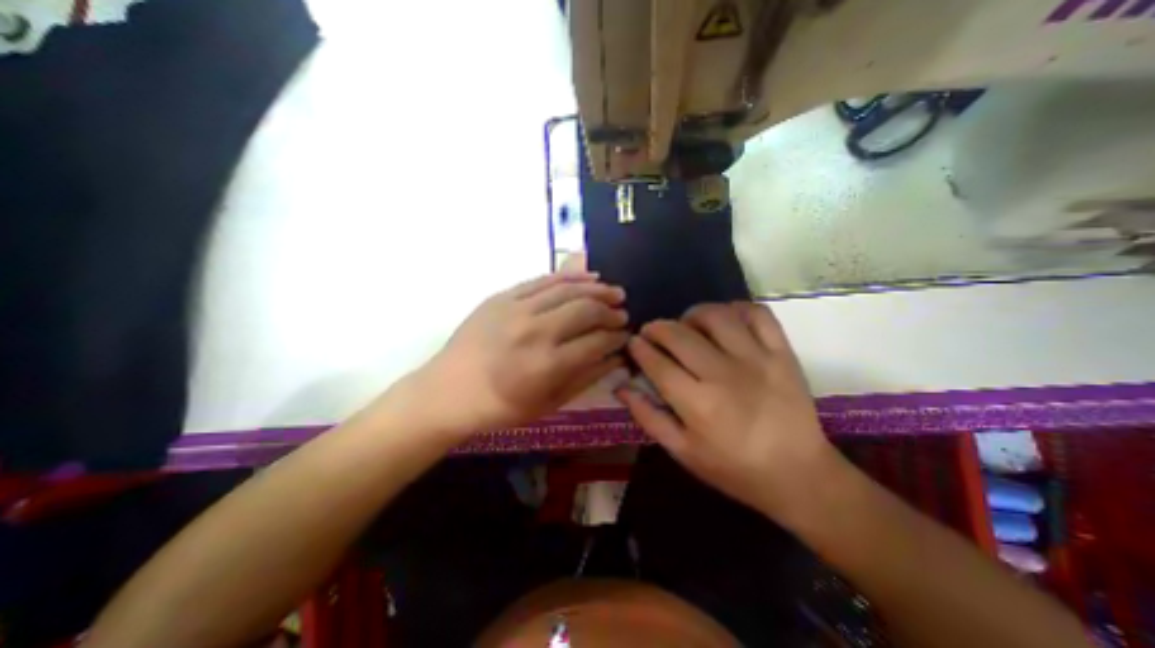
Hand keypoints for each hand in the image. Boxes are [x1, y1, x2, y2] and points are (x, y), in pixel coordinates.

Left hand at [403, 272, 627, 436]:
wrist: (447, 392)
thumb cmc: (500, 407)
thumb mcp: (548, 404)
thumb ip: (586, 378)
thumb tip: (616, 358)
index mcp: (547, 365)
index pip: (596, 342)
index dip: (617, 337)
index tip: (625, 335)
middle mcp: (535, 332)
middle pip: (586, 310)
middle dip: (611, 311)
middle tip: (622, 314)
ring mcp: (516, 309)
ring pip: (567, 289)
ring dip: (596, 289)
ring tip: (614, 292)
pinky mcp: (502, 297)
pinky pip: (542, 280)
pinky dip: (569, 276)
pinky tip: (587, 277)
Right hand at [617, 303, 836, 521]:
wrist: (799, 474)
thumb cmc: (733, 468)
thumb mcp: (682, 452)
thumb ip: (648, 417)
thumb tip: (621, 388)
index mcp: (697, 404)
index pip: (657, 363)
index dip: (639, 348)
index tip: (633, 343)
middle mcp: (724, 374)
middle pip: (679, 335)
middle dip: (657, 328)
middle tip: (652, 332)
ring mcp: (757, 359)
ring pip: (715, 316)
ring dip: (692, 314)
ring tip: (686, 325)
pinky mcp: (782, 353)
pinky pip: (756, 314)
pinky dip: (735, 309)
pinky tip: (724, 320)